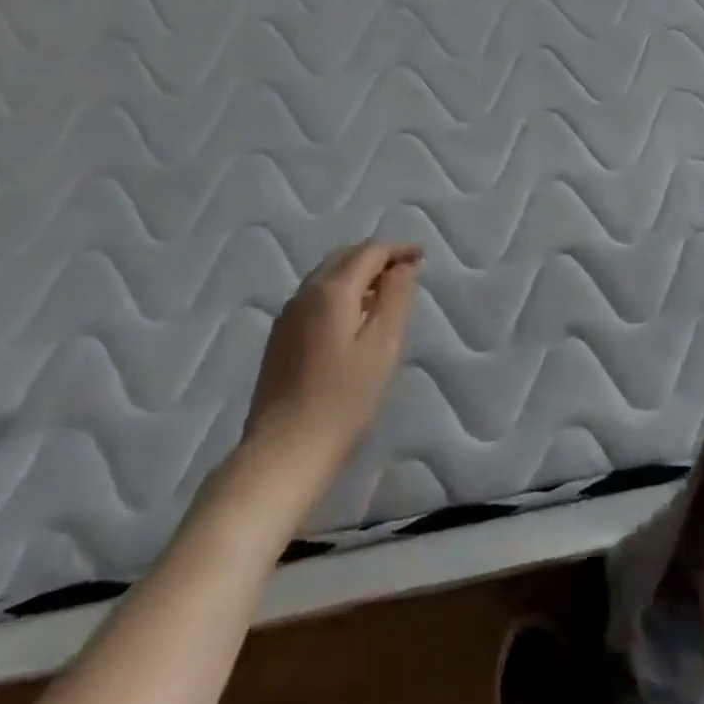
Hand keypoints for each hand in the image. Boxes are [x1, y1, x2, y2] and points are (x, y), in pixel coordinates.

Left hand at [237, 241, 420, 504]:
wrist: (283, 454)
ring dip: (358, 273)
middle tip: (407, 270)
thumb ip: (396, 298)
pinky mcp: (280, 339)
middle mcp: (305, 294)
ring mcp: (287, 316)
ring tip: (385, 291)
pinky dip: (341, 291)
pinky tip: (354, 316)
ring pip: (327, 276)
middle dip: (377, 256)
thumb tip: (403, 267)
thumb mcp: (383, 346)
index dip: (398, 249)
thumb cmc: (343, 401)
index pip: (369, 251)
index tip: (423, 256)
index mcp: (331, 291)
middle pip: (344, 257)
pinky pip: (315, 297)